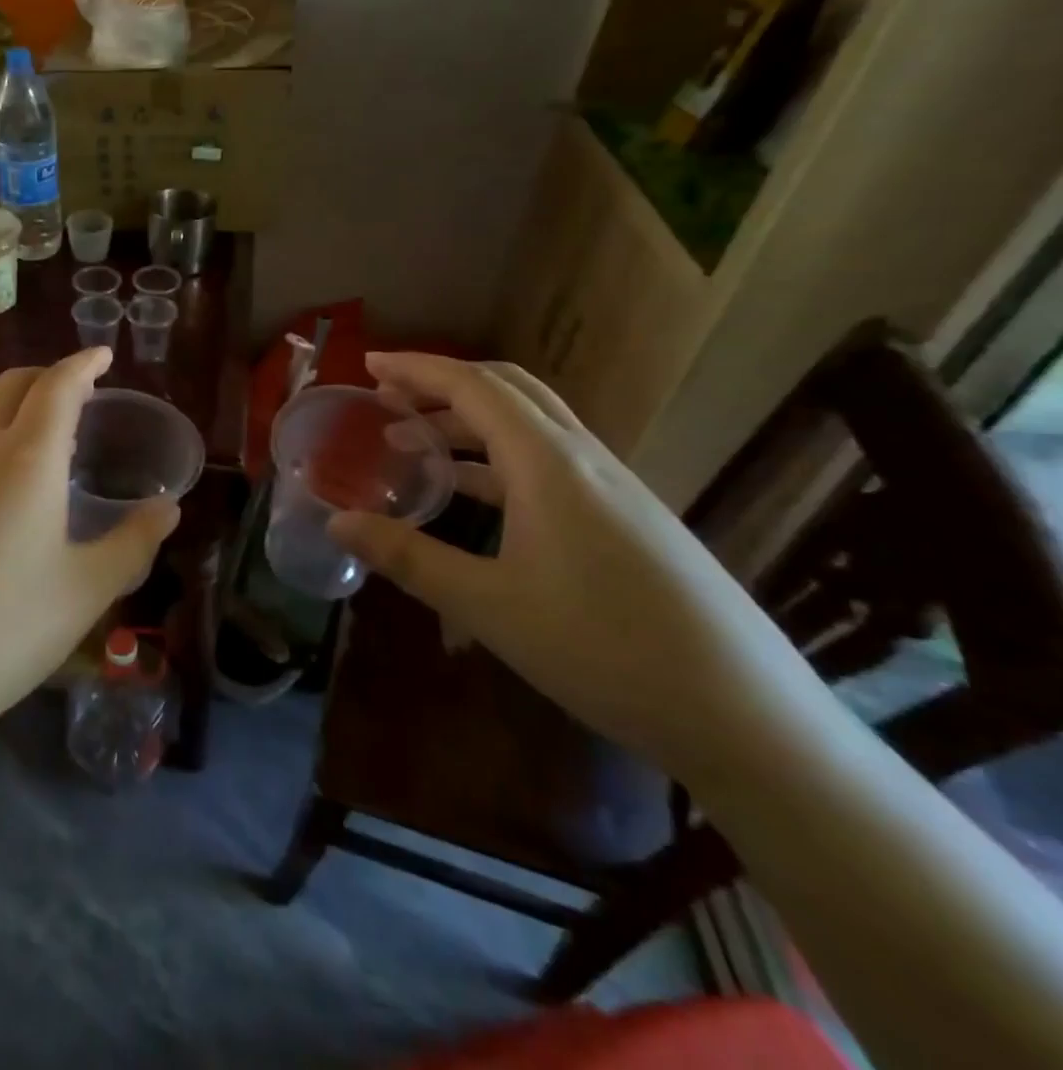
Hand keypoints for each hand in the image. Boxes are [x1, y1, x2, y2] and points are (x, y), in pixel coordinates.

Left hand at [0, 349, 180, 763]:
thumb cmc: (4, 630)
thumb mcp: (86, 591)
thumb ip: (133, 543)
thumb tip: (168, 509)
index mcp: (26, 460)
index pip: (57, 387)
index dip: (82, 364)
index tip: (101, 355)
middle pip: (9, 388)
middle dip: (46, 377)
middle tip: (78, 393)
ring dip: (14, 417)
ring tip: (43, 454)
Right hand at [328, 353, 825, 785]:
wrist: (746, 718)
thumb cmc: (605, 650)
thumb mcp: (489, 606)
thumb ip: (408, 557)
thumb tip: (336, 523)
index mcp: (549, 464)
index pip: (474, 387)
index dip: (418, 369)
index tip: (370, 364)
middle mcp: (585, 459)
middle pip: (508, 390)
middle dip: (442, 384)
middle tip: (387, 397)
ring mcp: (614, 487)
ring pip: (532, 425)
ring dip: (469, 421)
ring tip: (414, 443)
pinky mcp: (628, 517)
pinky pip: (551, 461)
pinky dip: (499, 458)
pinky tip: (475, 494)